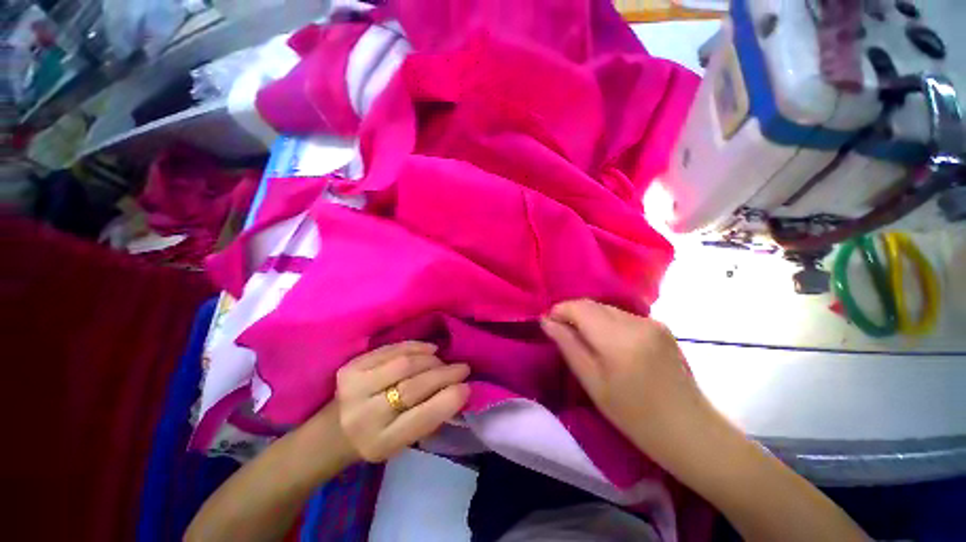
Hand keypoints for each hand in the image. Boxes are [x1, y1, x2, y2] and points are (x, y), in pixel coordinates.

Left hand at [336, 341, 469, 461]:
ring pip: (405, 364)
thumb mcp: (403, 441)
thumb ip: (429, 417)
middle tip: (463, 368)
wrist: (332, 432)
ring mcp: (355, 388)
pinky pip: (392, 349)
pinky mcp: (352, 367)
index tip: (468, 387)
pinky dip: (415, 347)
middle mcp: (365, 416)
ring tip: (442, 360)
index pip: (422, 419)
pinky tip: (429, 350)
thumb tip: (459, 388)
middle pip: (414, 387)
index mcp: (381, 443)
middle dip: (445, 374)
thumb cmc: (376, 438)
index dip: (449, 400)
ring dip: (431, 360)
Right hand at [541, 299, 708, 455]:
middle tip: (562, 332)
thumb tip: (546, 321)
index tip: (548, 323)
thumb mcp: (592, 382)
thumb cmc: (633, 415)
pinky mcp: (660, 326)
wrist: (688, 430)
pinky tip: (608, 342)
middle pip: (593, 305)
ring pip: (607, 308)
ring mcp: (652, 322)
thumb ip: (567, 345)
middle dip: (573, 313)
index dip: (559, 310)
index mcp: (618, 339)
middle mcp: (637, 322)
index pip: (579, 307)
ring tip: (584, 338)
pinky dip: (607, 322)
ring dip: (590, 317)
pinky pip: (623, 316)